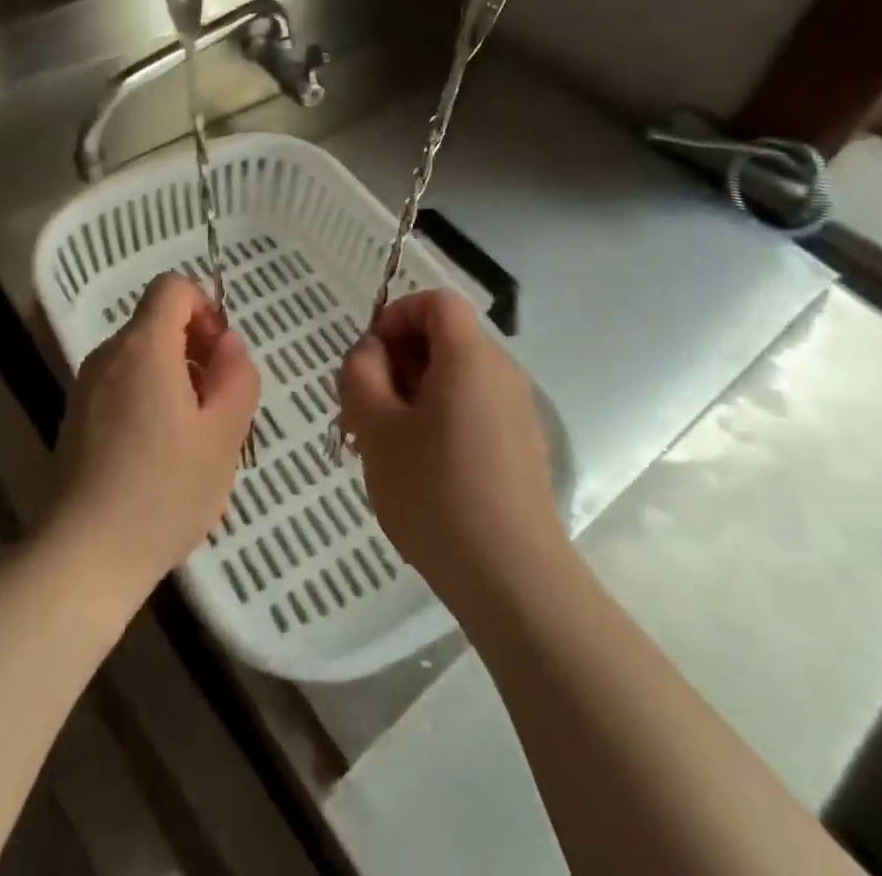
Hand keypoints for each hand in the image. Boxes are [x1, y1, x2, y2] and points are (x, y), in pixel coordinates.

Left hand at [50, 273, 259, 603]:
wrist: (83, 556)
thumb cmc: (164, 490)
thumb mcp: (224, 434)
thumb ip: (236, 376)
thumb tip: (226, 345)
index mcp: (143, 347)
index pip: (172, 287)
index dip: (205, 307)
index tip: (221, 355)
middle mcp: (108, 355)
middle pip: (156, 323)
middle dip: (194, 348)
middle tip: (217, 404)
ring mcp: (85, 387)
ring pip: (140, 357)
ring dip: (174, 377)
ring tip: (192, 436)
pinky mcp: (75, 418)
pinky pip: (121, 386)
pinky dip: (147, 398)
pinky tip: (159, 455)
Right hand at [339, 290, 564, 610]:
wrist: (512, 579)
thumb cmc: (436, 492)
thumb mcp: (377, 428)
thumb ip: (362, 374)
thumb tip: (370, 352)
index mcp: (470, 357)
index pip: (437, 302)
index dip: (398, 315)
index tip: (369, 356)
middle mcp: (501, 373)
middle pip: (445, 338)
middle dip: (399, 359)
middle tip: (365, 406)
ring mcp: (516, 411)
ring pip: (456, 376)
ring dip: (414, 392)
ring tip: (384, 441)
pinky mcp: (520, 446)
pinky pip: (472, 407)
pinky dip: (439, 416)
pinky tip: (419, 467)